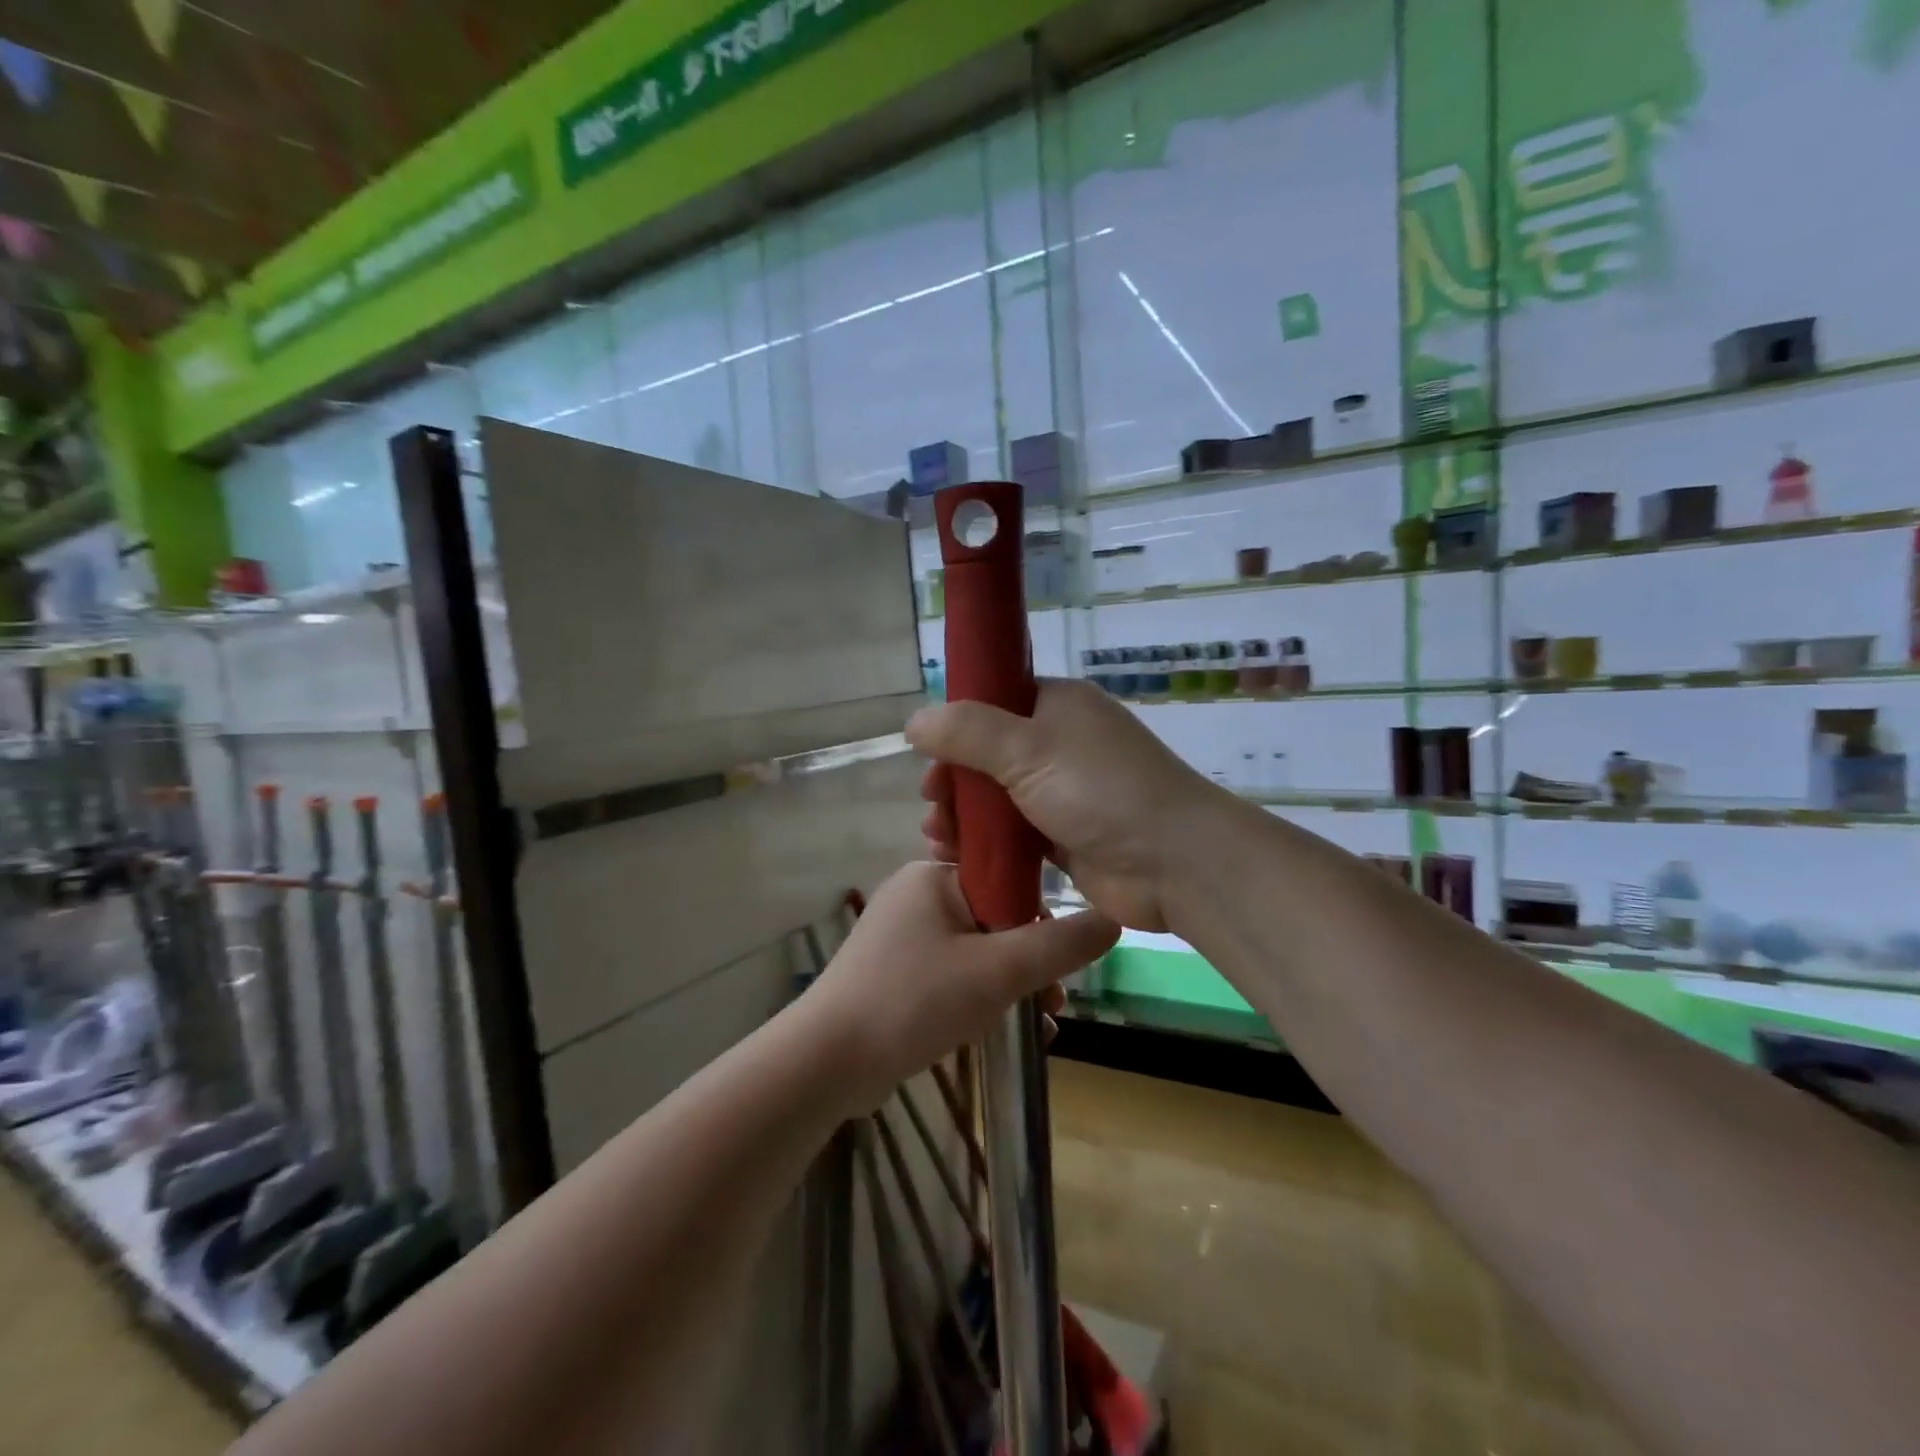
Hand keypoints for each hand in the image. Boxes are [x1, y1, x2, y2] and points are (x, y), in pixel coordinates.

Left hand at [800, 861, 1118, 1112]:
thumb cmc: (913, 1001)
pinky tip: (1007, 1034)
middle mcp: (917, 896)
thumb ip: (1057, 945)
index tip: (1061, 964)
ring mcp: (902, 936)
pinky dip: (980, 1000)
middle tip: (1053, 1005)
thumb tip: (1113, 919)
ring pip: (977, 953)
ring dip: (1011, 988)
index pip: (1007, 881)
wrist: (826, 1062)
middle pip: (996, 920)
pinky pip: (953, 976)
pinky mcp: (895, 972)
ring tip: (1039, 1028)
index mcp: (934, 876)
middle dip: (1030, 965)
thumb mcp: (995, 972)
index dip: (1041, 921)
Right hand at [908, 677, 1218, 931]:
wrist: (1173, 863)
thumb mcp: (1027, 748)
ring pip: (996, 795)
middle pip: (988, 752)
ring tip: (937, 835)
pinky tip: (954, 855)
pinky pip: (1010, 832)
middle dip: (953, 776)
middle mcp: (1060, 743)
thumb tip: (915, 722)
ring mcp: (1062, 792)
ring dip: (961, 812)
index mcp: (1058, 706)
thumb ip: (967, 732)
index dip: (957, 723)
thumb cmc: (1100, 791)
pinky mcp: (1062, 836)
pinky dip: (982, 841)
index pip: (996, 700)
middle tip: (932, 800)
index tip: (928, 753)